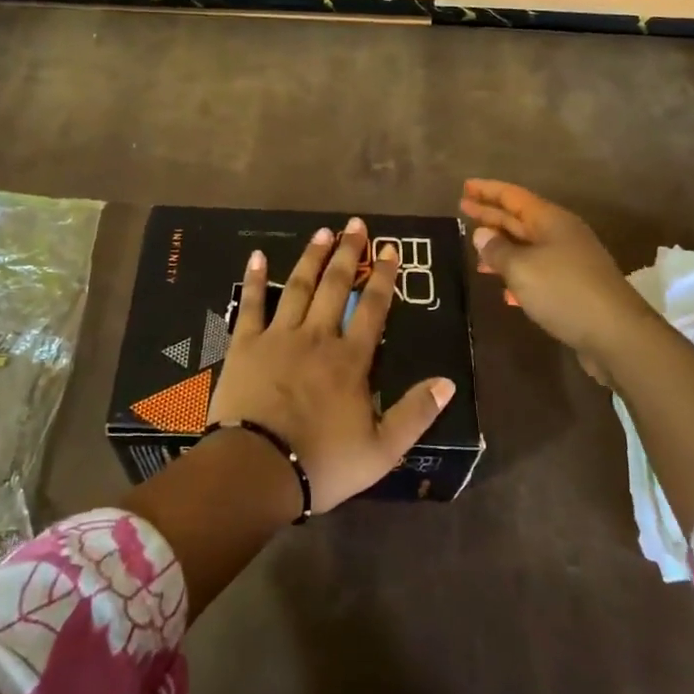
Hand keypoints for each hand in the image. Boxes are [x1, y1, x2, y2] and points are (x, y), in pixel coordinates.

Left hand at [208, 218, 455, 512]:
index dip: (383, 277)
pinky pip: (251, 304)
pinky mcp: (245, 344)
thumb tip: (448, 382)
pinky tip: (257, 255)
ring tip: (322, 231)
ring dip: (312, 257)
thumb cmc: (322, 463)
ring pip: (298, 287)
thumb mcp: (382, 450)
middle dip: (348, 253)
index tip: (390, 249)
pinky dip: (254, 279)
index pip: (372, 308)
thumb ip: (416, 413)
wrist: (257, 469)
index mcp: (350, 359)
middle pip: (336, 286)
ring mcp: (279, 336)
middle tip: (355, 224)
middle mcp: (317, 337)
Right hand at [458, 179, 652, 382]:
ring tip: (476, 254)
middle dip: (491, 215)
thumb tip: (482, 234)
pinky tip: (504, 292)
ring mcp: (570, 262)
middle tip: (462, 211)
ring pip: (528, 247)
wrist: (618, 336)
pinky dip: (518, 276)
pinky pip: (538, 273)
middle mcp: (561, 235)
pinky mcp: (574, 288)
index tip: (464, 187)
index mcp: (551, 221)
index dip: (487, 190)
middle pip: (519, 219)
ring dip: (502, 248)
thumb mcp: (522, 268)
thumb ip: (497, 250)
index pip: (513, 196)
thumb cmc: (565, 291)